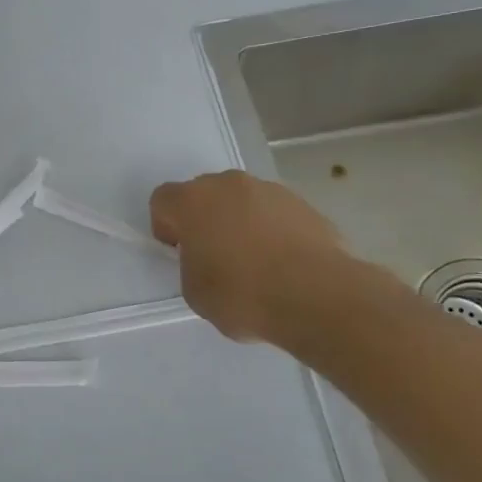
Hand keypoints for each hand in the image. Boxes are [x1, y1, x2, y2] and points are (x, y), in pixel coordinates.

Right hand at [150, 171, 392, 345]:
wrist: (319, 297)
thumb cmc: (244, 294)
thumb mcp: (195, 292)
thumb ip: (191, 265)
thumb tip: (208, 258)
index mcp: (192, 201)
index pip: (162, 200)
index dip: (165, 226)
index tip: (179, 253)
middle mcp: (228, 184)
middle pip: (203, 194)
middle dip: (204, 219)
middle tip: (215, 256)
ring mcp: (270, 190)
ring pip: (242, 201)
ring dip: (240, 222)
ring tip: (256, 263)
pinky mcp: (304, 204)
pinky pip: (275, 213)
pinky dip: (272, 231)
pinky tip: (284, 264)